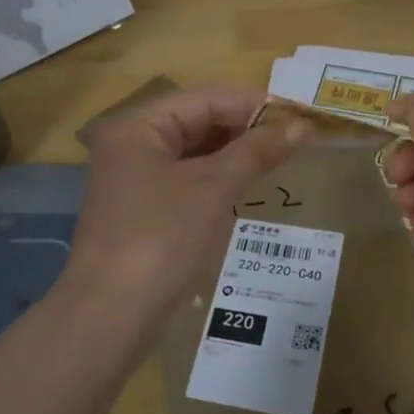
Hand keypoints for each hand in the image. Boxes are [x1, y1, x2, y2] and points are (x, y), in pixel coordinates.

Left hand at [61, 89, 309, 333]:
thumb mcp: (214, 188)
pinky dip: (216, 180)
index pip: (205, 99)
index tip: (299, 114)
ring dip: (233, 154)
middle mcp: (130, 145)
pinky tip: (245, 187)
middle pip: (196, 122)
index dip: (254, 104)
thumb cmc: (162, 238)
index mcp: (138, 126)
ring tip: (278, 158)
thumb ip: (257, 151)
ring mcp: (132, 180)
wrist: (112, 315)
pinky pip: (185, 181)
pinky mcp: (141, 211)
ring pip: (192, 153)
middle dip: (244, 129)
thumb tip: (302, 125)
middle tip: (294, 139)